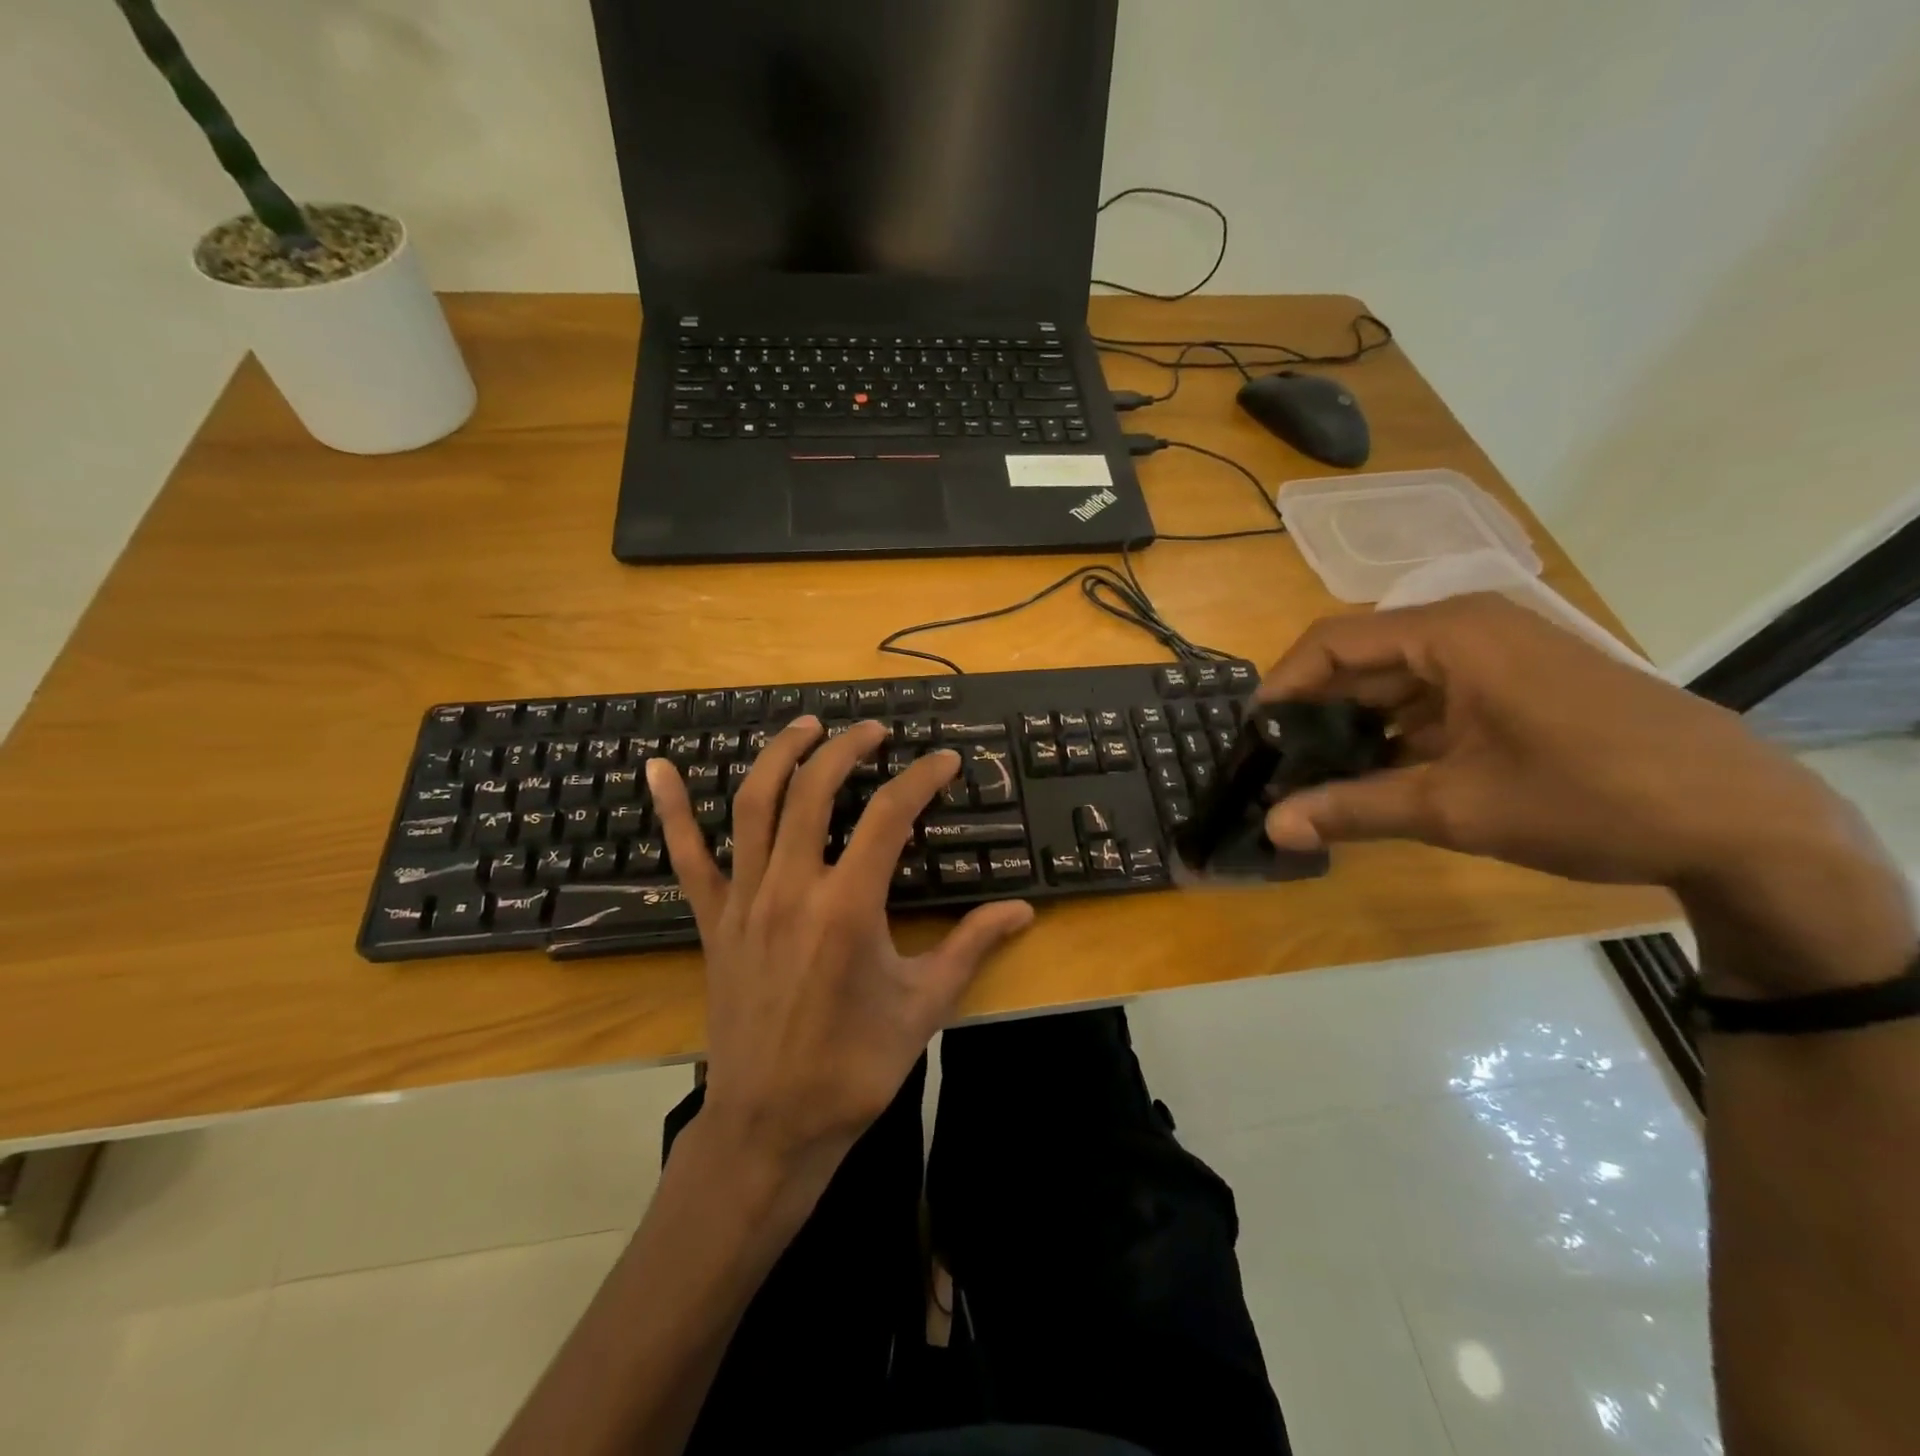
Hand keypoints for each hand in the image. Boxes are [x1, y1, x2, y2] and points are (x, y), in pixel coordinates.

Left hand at [646, 718, 1032, 1176]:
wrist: (770, 1125)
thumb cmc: (853, 1067)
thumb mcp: (924, 1006)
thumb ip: (971, 947)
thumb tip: (1023, 911)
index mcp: (848, 908)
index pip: (890, 816)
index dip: (922, 778)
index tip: (946, 760)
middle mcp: (792, 889)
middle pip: (815, 790)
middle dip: (847, 747)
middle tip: (874, 730)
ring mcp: (745, 900)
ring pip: (754, 805)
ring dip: (780, 755)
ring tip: (807, 726)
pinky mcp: (714, 920)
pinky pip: (685, 857)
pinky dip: (672, 810)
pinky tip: (660, 769)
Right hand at [1259, 594, 1851, 882]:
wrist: (1745, 822)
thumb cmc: (1591, 798)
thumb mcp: (1456, 808)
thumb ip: (1354, 810)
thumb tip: (1272, 827)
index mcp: (1451, 633)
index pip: (1332, 643)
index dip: (1283, 687)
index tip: (1253, 737)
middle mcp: (1470, 629)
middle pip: (1362, 659)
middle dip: (1315, 712)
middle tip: (1277, 764)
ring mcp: (1499, 655)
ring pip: (1396, 681)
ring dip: (1355, 726)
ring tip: (1316, 776)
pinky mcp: (1518, 685)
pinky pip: (1434, 697)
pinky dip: (1399, 733)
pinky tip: (1377, 776)